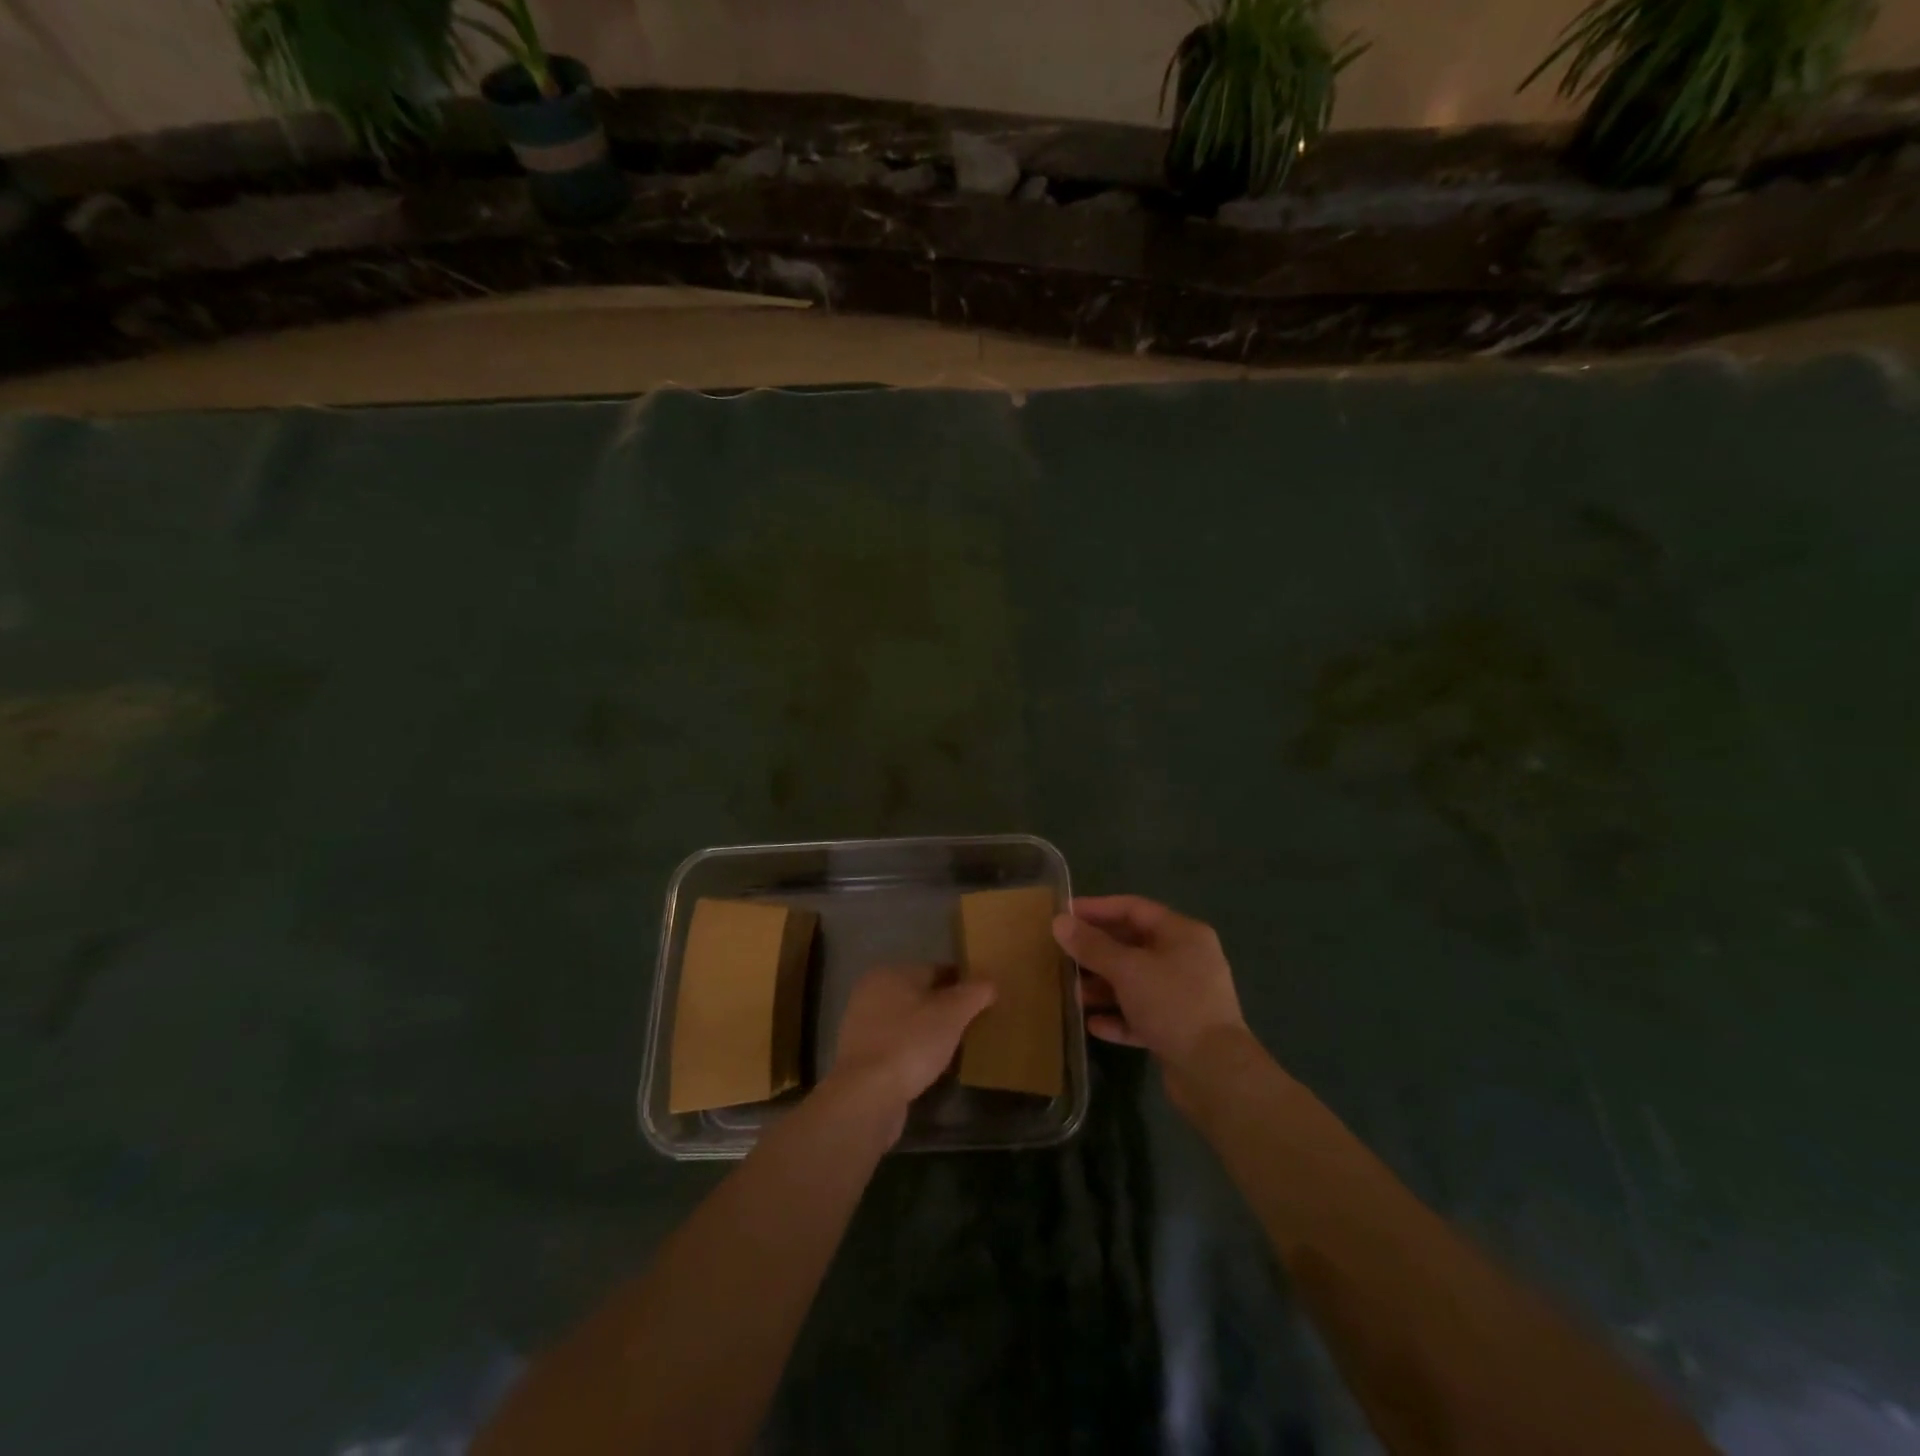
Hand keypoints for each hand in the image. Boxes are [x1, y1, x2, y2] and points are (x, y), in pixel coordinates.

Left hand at [825, 965, 995, 1134]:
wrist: (867, 1096)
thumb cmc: (911, 1043)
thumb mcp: (952, 1014)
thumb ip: (974, 993)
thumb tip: (990, 982)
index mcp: (890, 973)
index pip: (935, 969)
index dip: (962, 983)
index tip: (983, 1001)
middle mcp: (871, 993)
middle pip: (920, 996)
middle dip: (945, 1009)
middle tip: (973, 1026)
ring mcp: (862, 1026)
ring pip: (908, 1022)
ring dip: (929, 1032)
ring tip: (956, 1049)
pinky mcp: (861, 1057)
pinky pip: (897, 1046)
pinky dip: (914, 1053)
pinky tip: (931, 1068)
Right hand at [1052, 896, 1247, 1076]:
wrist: (1215, 1073)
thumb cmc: (1173, 1004)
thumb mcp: (1127, 969)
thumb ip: (1092, 946)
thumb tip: (1059, 922)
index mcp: (1183, 934)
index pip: (1133, 908)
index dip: (1097, 908)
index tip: (1064, 915)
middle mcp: (1187, 959)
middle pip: (1133, 945)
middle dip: (1097, 951)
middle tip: (1062, 954)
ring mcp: (1185, 996)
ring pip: (1136, 982)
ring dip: (1104, 986)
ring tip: (1073, 993)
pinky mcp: (1179, 1029)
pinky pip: (1142, 1014)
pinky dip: (1118, 1016)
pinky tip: (1093, 1025)